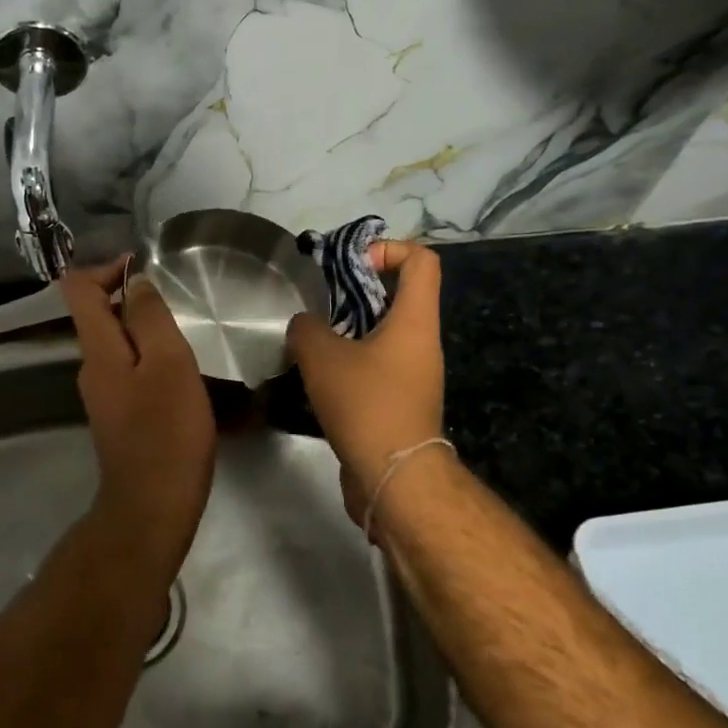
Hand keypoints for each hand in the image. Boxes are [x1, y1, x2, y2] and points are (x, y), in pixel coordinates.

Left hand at [60, 259, 216, 570]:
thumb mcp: (168, 363)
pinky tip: (188, 382)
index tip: (143, 267)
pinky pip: (133, 374)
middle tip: (180, 310)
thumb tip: (134, 282)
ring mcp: (104, 396)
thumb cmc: (166, 431)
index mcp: (98, 349)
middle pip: (99, 316)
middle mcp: (92, 367)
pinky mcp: (120, 418)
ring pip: (121, 347)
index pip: (78, 289)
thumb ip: (149, 317)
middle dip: (135, 302)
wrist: (152, 507)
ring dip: (150, 337)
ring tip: (191, 346)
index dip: (106, 269)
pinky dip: (155, 365)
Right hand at [286, 242, 446, 517]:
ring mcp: (414, 375)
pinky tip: (318, 376)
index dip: (389, 249)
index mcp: (415, 321)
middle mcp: (422, 343)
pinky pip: (377, 365)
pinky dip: (351, 361)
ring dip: (349, 329)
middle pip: (399, 295)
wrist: (394, 478)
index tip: (351, 265)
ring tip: (312, 340)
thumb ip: (307, 328)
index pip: (422, 261)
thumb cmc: (367, 404)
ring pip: (384, 333)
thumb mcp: (323, 357)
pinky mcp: (401, 402)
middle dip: (358, 290)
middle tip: (320, 302)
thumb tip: (305, 326)